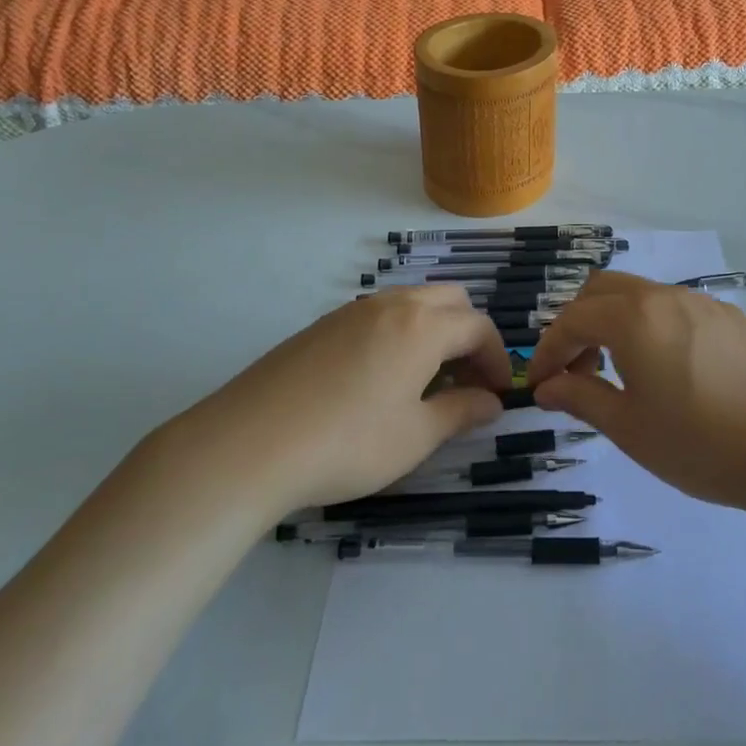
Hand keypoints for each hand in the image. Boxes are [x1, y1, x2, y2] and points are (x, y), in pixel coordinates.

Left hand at [146, 287, 510, 518]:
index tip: (497, 395)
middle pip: (449, 301)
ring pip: (412, 302)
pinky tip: (379, 379)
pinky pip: (378, 315)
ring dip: (433, 331)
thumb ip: (460, 412)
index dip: (497, 359)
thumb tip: (490, 401)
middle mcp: (391, 305)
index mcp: (422, 326)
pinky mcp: (322, 325)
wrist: (248, 444)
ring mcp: (352, 311)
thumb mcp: (415, 437)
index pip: (478, 327)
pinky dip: (399, 334)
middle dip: (468, 335)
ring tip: (425, 381)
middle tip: (465, 381)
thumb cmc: (347, 443)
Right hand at [526, 272, 745, 516]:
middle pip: (601, 290)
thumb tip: (546, 386)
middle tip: (579, 371)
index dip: (547, 351)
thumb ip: (580, 398)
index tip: (539, 385)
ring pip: (640, 294)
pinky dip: (652, 326)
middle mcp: (664, 296)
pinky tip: (671, 369)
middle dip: (578, 324)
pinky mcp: (730, 317)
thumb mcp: (629, 428)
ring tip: (623, 372)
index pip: (571, 320)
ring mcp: (701, 302)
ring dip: (616, 322)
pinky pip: (675, 307)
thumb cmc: (700, 443)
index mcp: (632, 318)